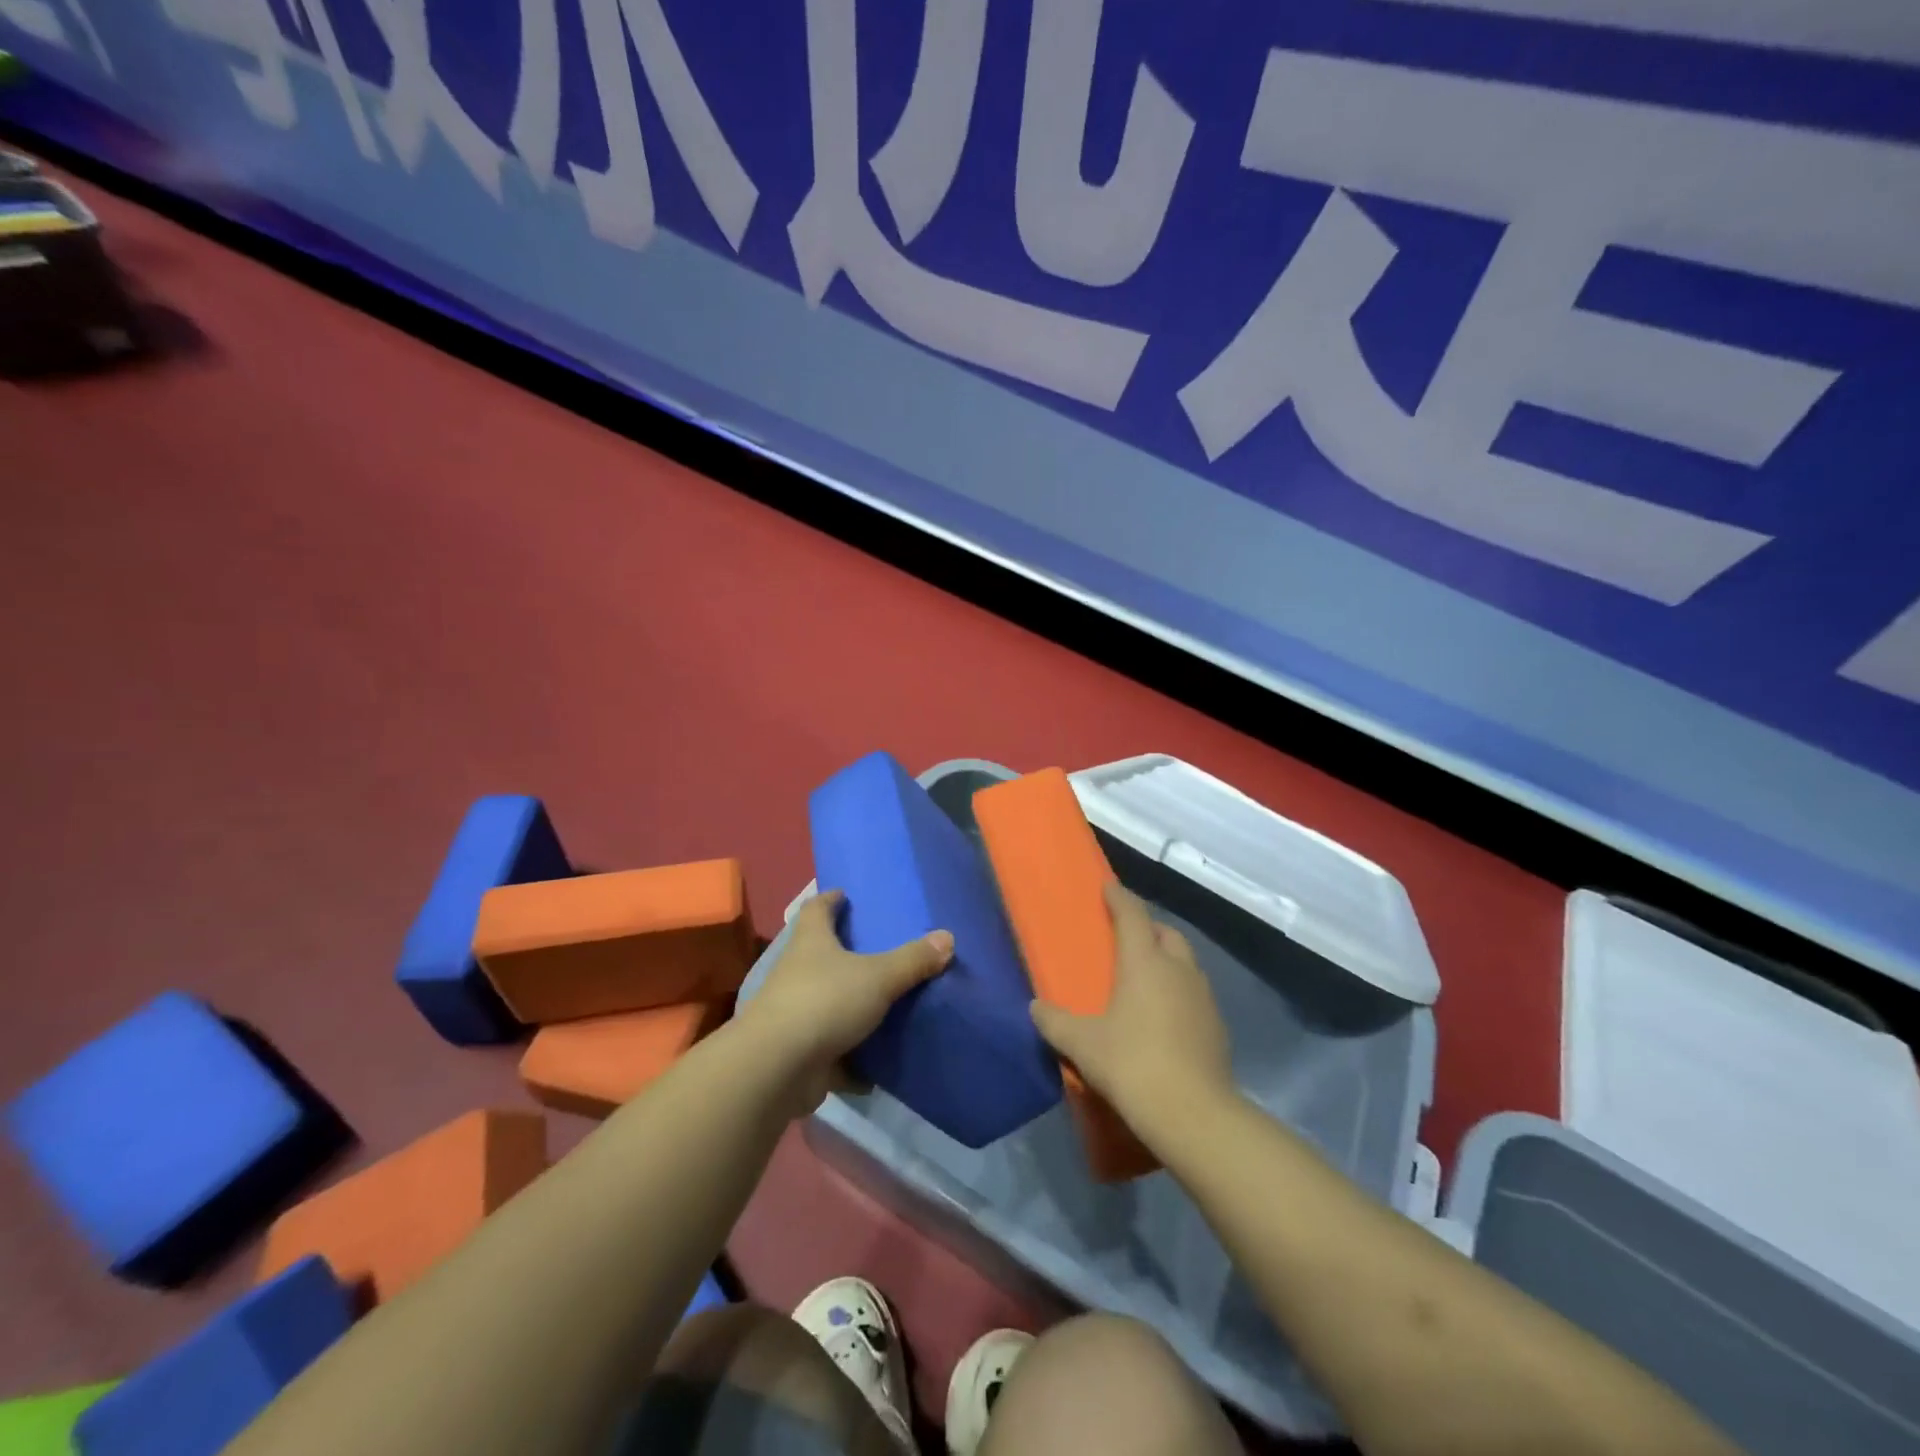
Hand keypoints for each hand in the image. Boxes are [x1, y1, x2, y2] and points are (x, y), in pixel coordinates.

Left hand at [741, 889, 952, 1112]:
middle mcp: (797, 972)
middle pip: (819, 954)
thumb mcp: (878, 977)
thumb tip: (948, 937)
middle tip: (878, 949)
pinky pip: (831, 1051)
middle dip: (844, 951)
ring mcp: (794, 1013)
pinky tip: (876, 1065)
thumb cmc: (824, 1002)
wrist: (777, 1068)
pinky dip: (851, 1058)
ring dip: (849, 1005)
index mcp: (811, 942)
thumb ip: (912, 959)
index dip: (830, 900)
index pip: (816, 909)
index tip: (845, 894)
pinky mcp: (799, 1052)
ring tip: (884, 1003)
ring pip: (826, 1002)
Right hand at [1029, 882, 1234, 1132]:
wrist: (1193, 1114)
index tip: (1108, 886)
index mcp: (1144, 961)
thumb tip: (1035, 1007)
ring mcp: (1203, 997)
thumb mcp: (1082, 1044)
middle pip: (1165, 933)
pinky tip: (1164, 1017)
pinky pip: (1195, 994)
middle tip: (1125, 939)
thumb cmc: (1132, 1064)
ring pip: (1185, 963)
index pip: (1132, 915)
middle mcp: (1178, 969)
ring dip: (1166, 960)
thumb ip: (1055, 1021)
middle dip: (1147, 928)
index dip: (1119, 897)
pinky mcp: (1217, 1026)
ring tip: (1144, 979)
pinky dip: (1179, 992)